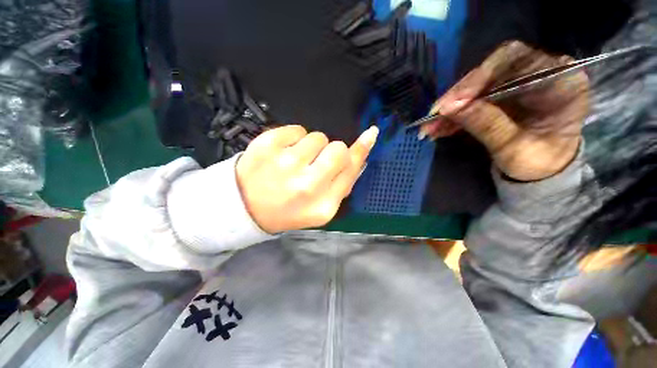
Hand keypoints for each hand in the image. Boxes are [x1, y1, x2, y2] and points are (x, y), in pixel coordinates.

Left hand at [236, 125, 377, 233]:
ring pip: (317, 137)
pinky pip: (295, 129)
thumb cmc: (288, 209)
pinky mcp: (266, 146)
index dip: (361, 150)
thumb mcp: (320, 207)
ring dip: (311, 147)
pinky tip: (282, 154)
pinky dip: (293, 138)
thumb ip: (342, 183)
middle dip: (332, 151)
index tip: (370, 134)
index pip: (350, 169)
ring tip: (295, 161)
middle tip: (316, 162)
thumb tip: (359, 155)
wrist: (246, 208)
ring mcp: (285, 165)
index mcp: (322, 205)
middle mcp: (306, 186)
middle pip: (337, 149)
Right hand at [421, 41, 588, 180]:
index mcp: (560, 81)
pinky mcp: (500, 96)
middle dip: (458, 95)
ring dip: (450, 108)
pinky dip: (453, 115)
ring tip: (429, 127)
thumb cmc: (539, 164)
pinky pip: (471, 101)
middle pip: (489, 71)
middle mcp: (538, 73)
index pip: (515, 60)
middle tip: (433, 116)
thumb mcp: (515, 149)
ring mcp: (517, 84)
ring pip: (476, 87)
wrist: (540, 171)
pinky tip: (437, 128)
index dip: (479, 77)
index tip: (451, 103)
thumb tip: (449, 108)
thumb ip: (487, 125)